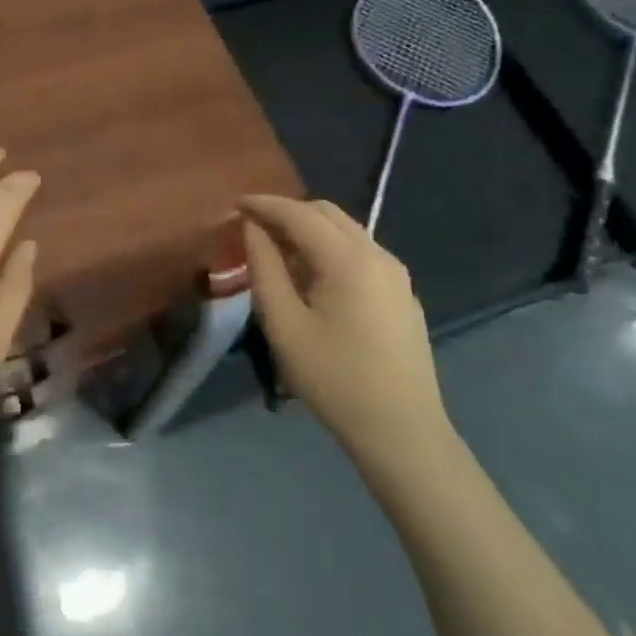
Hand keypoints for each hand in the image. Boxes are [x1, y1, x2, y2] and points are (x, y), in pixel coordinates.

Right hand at [240, 196, 453, 476]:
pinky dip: (328, 248)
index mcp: (349, 260)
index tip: (233, 204)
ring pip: (345, 230)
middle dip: (286, 212)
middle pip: (326, 213)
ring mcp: (396, 274)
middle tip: (251, 227)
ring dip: (308, 229)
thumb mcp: (284, 325)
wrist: (402, 431)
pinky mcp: (402, 293)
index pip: (299, 214)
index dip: (264, 204)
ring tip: (275, 250)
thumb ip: (264, 269)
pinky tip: (311, 276)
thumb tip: (252, 229)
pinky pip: (359, 252)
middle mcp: (378, 255)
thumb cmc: (334, 379)